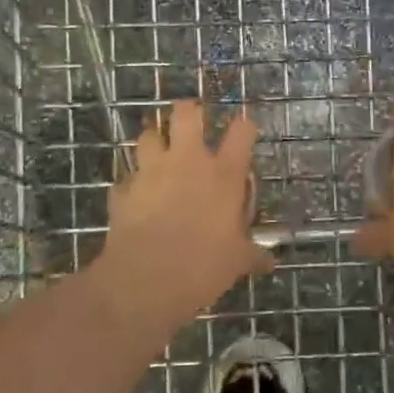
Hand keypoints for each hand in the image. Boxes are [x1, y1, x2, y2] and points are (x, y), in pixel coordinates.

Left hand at [96, 100, 273, 323]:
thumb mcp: (237, 261)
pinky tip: (137, 198)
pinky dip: (132, 184)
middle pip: (185, 113)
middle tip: (192, 122)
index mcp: (223, 174)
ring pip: (148, 136)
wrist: (146, 281)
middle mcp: (187, 162)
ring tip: (159, 156)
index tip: (245, 131)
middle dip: (188, 111)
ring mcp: (151, 172)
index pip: (242, 131)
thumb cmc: (204, 265)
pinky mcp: (124, 190)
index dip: (245, 126)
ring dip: (154, 142)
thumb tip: (269, 262)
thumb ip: (253, 254)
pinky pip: (127, 178)